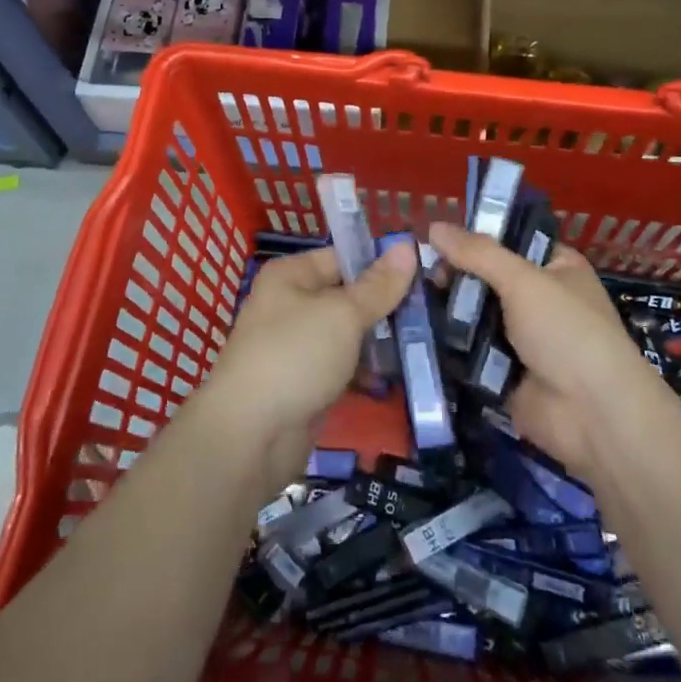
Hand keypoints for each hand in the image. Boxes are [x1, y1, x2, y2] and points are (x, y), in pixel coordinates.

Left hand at [201, 241, 417, 489]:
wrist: (251, 435)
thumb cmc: (295, 356)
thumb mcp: (343, 314)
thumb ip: (379, 286)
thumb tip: (407, 245)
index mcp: (291, 276)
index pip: (343, 257)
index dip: (380, 264)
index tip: (424, 272)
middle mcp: (291, 304)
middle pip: (347, 295)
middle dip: (385, 305)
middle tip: (430, 311)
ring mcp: (297, 345)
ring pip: (348, 333)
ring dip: (380, 340)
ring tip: (423, 341)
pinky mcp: (306, 382)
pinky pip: (343, 366)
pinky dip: (366, 370)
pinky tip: (399, 374)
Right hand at [428, 221, 653, 474]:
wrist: (593, 416)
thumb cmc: (568, 332)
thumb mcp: (524, 280)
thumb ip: (478, 253)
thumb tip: (433, 225)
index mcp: (556, 267)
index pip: (509, 241)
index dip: (474, 238)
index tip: (434, 238)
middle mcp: (539, 298)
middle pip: (486, 278)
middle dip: (454, 277)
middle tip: (420, 276)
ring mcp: (520, 337)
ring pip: (474, 314)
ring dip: (448, 311)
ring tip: (409, 302)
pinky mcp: (501, 371)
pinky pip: (468, 350)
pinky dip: (448, 344)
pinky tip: (415, 333)